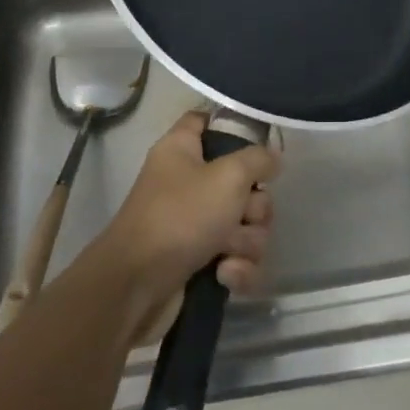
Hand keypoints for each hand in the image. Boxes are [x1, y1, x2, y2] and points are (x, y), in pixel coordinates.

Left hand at [95, 111, 278, 319]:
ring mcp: (195, 225)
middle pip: (244, 183)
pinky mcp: (201, 262)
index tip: (258, 142)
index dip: (232, 126)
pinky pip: (238, 258)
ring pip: (246, 225)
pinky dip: (237, 269)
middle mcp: (189, 183)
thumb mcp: (228, 176)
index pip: (205, 120)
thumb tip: (272, 159)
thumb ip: (259, 160)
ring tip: (229, 252)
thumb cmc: (180, 217)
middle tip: (243, 215)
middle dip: (255, 207)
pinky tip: (224, 275)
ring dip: (247, 242)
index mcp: (183, 150)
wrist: (136, 288)